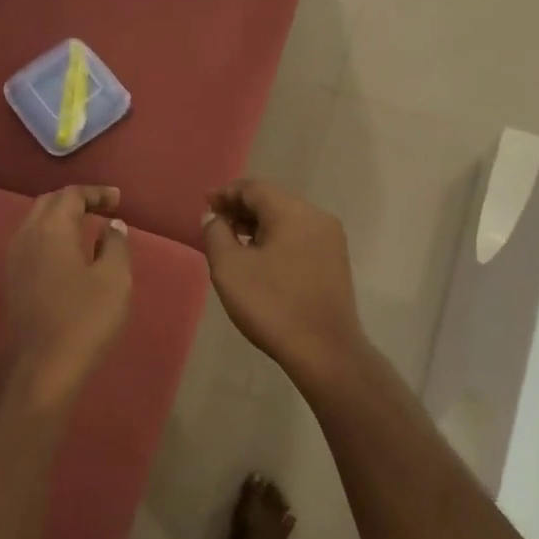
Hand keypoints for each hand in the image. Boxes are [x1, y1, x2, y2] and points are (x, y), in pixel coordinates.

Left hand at [0, 185, 132, 409]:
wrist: (37, 371)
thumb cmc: (83, 321)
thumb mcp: (114, 281)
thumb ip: (116, 246)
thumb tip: (113, 226)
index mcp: (50, 230)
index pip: (70, 195)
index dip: (95, 193)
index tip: (117, 199)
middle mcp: (23, 238)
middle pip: (47, 206)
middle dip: (74, 201)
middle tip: (101, 209)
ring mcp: (10, 263)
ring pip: (34, 227)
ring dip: (59, 222)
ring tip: (85, 231)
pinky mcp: (7, 287)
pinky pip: (28, 249)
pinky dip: (49, 243)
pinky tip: (65, 261)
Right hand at [201, 179, 366, 385]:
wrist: (323, 349)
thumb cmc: (271, 305)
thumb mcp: (230, 269)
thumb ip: (216, 234)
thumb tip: (214, 217)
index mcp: (293, 211)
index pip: (254, 188)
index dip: (226, 193)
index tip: (204, 203)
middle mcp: (317, 217)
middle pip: (273, 200)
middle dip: (241, 208)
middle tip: (215, 223)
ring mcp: (331, 240)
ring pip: (287, 220)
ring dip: (258, 225)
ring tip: (232, 241)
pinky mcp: (335, 262)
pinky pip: (299, 238)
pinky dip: (275, 239)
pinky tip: (259, 258)